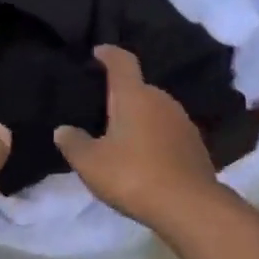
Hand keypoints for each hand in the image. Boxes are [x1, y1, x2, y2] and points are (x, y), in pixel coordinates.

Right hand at [53, 45, 218, 228]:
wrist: (188, 206)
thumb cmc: (133, 176)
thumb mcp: (91, 163)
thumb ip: (73, 143)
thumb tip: (63, 130)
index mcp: (134, 96)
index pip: (122, 62)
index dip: (109, 54)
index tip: (98, 52)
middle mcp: (162, 100)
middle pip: (139, 88)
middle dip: (121, 94)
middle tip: (101, 109)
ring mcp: (183, 121)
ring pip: (155, 110)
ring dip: (139, 118)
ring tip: (121, 136)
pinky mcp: (195, 145)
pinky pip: (168, 131)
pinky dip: (154, 137)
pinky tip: (144, 156)